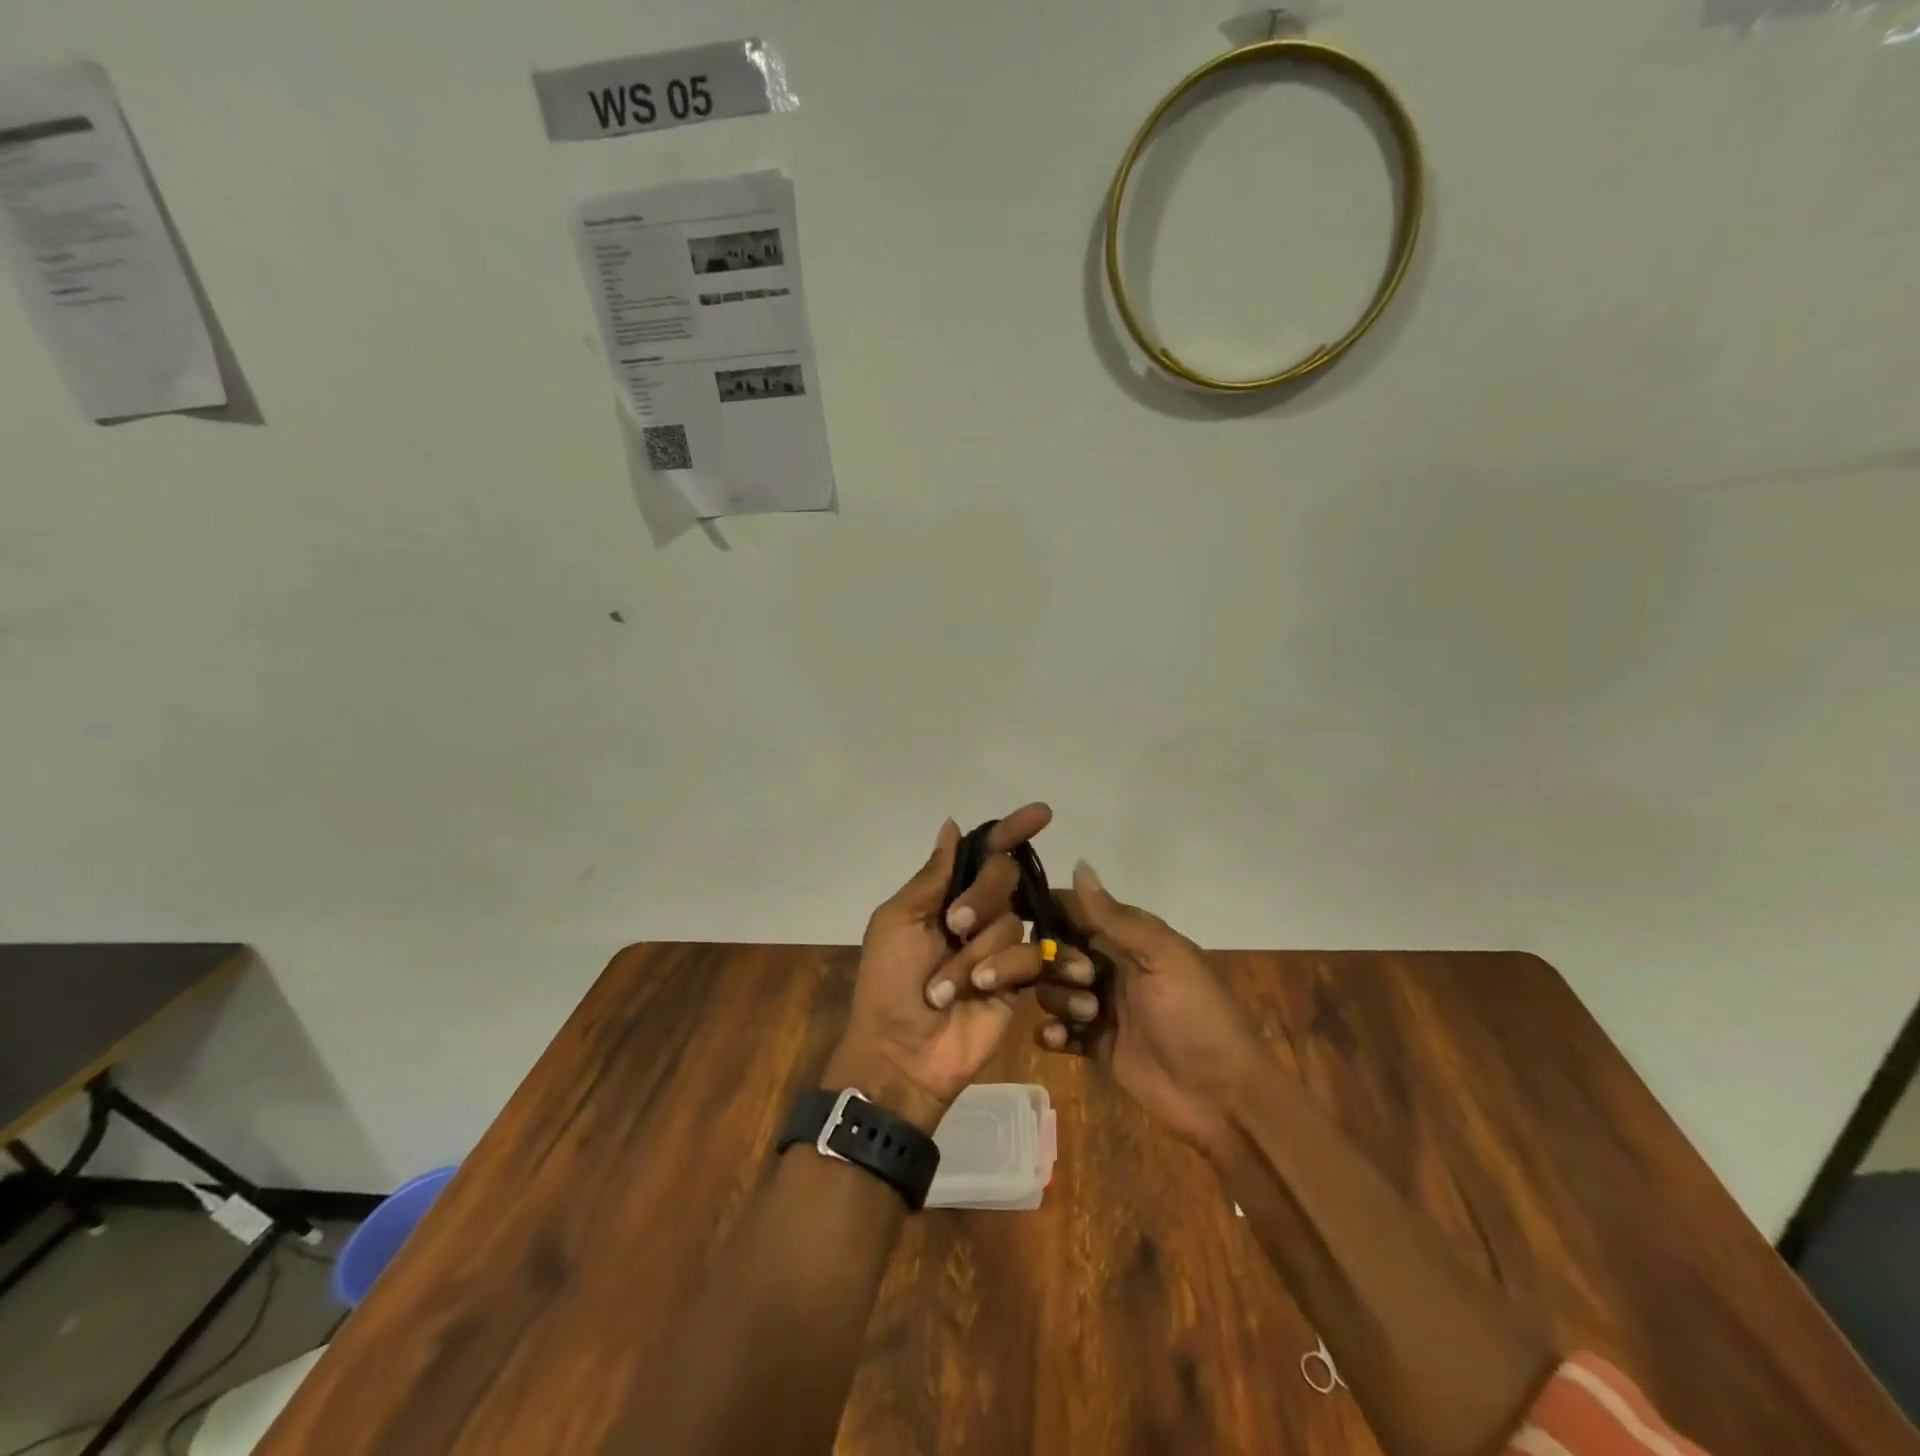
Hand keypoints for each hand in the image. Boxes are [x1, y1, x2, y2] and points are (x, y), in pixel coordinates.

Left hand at [824, 805, 1055, 1133]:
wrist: (901, 1052)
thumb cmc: (888, 983)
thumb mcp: (898, 921)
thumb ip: (932, 875)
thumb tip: (951, 824)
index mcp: (946, 895)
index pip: (986, 852)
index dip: (1012, 830)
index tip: (1043, 812)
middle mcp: (978, 915)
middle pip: (1004, 877)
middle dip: (981, 897)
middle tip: (954, 925)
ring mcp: (1001, 948)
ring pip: (1012, 921)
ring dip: (976, 952)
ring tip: (947, 988)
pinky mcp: (1020, 982)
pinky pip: (1030, 957)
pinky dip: (1006, 969)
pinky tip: (984, 989)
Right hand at [1035, 861, 1269, 1158]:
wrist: (1222, 1096)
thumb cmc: (1196, 1015)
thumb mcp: (1161, 956)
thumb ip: (1114, 917)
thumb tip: (1079, 864)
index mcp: (1130, 939)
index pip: (1077, 911)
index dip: (1050, 912)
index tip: (1021, 917)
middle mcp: (1110, 967)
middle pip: (1056, 951)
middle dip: (1055, 962)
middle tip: (1083, 980)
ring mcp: (1101, 1008)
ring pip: (1053, 990)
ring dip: (1060, 999)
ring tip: (1089, 1017)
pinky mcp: (1095, 1046)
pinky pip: (1056, 1031)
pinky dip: (1051, 1033)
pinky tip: (1061, 1040)